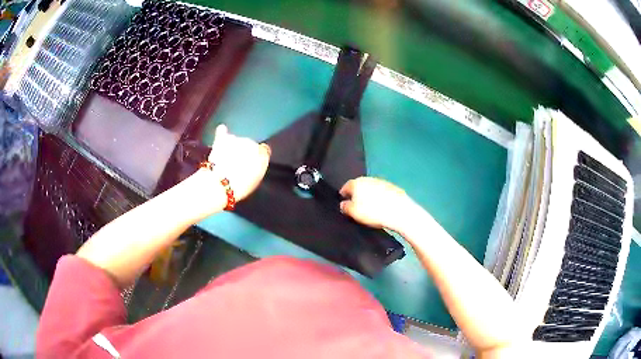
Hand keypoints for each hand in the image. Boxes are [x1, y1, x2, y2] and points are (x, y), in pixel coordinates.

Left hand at [205, 124, 270, 201]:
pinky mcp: (222, 139)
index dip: (257, 156)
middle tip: (236, 165)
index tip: (251, 163)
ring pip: (236, 140)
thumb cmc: (239, 187)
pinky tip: (221, 131)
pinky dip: (222, 133)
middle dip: (243, 151)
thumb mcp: (255, 181)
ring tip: (225, 161)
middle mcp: (252, 143)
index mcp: (262, 155)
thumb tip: (256, 162)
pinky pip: (222, 132)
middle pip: (249, 144)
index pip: (263, 150)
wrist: (220, 184)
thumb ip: (258, 167)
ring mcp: (236, 139)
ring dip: (232, 146)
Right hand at [339, 177, 415, 231]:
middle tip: (356, 204)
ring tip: (369, 205)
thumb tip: (343, 204)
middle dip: (357, 193)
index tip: (343, 200)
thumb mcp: (354, 212)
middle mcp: (368, 179)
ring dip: (369, 194)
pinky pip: (382, 191)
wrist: (399, 211)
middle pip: (359, 185)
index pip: (346, 186)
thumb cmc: (373, 212)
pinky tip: (381, 205)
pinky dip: (380, 196)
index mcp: (357, 183)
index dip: (344, 193)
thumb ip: (346, 207)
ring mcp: (382, 182)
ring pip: (371, 187)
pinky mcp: (393, 187)